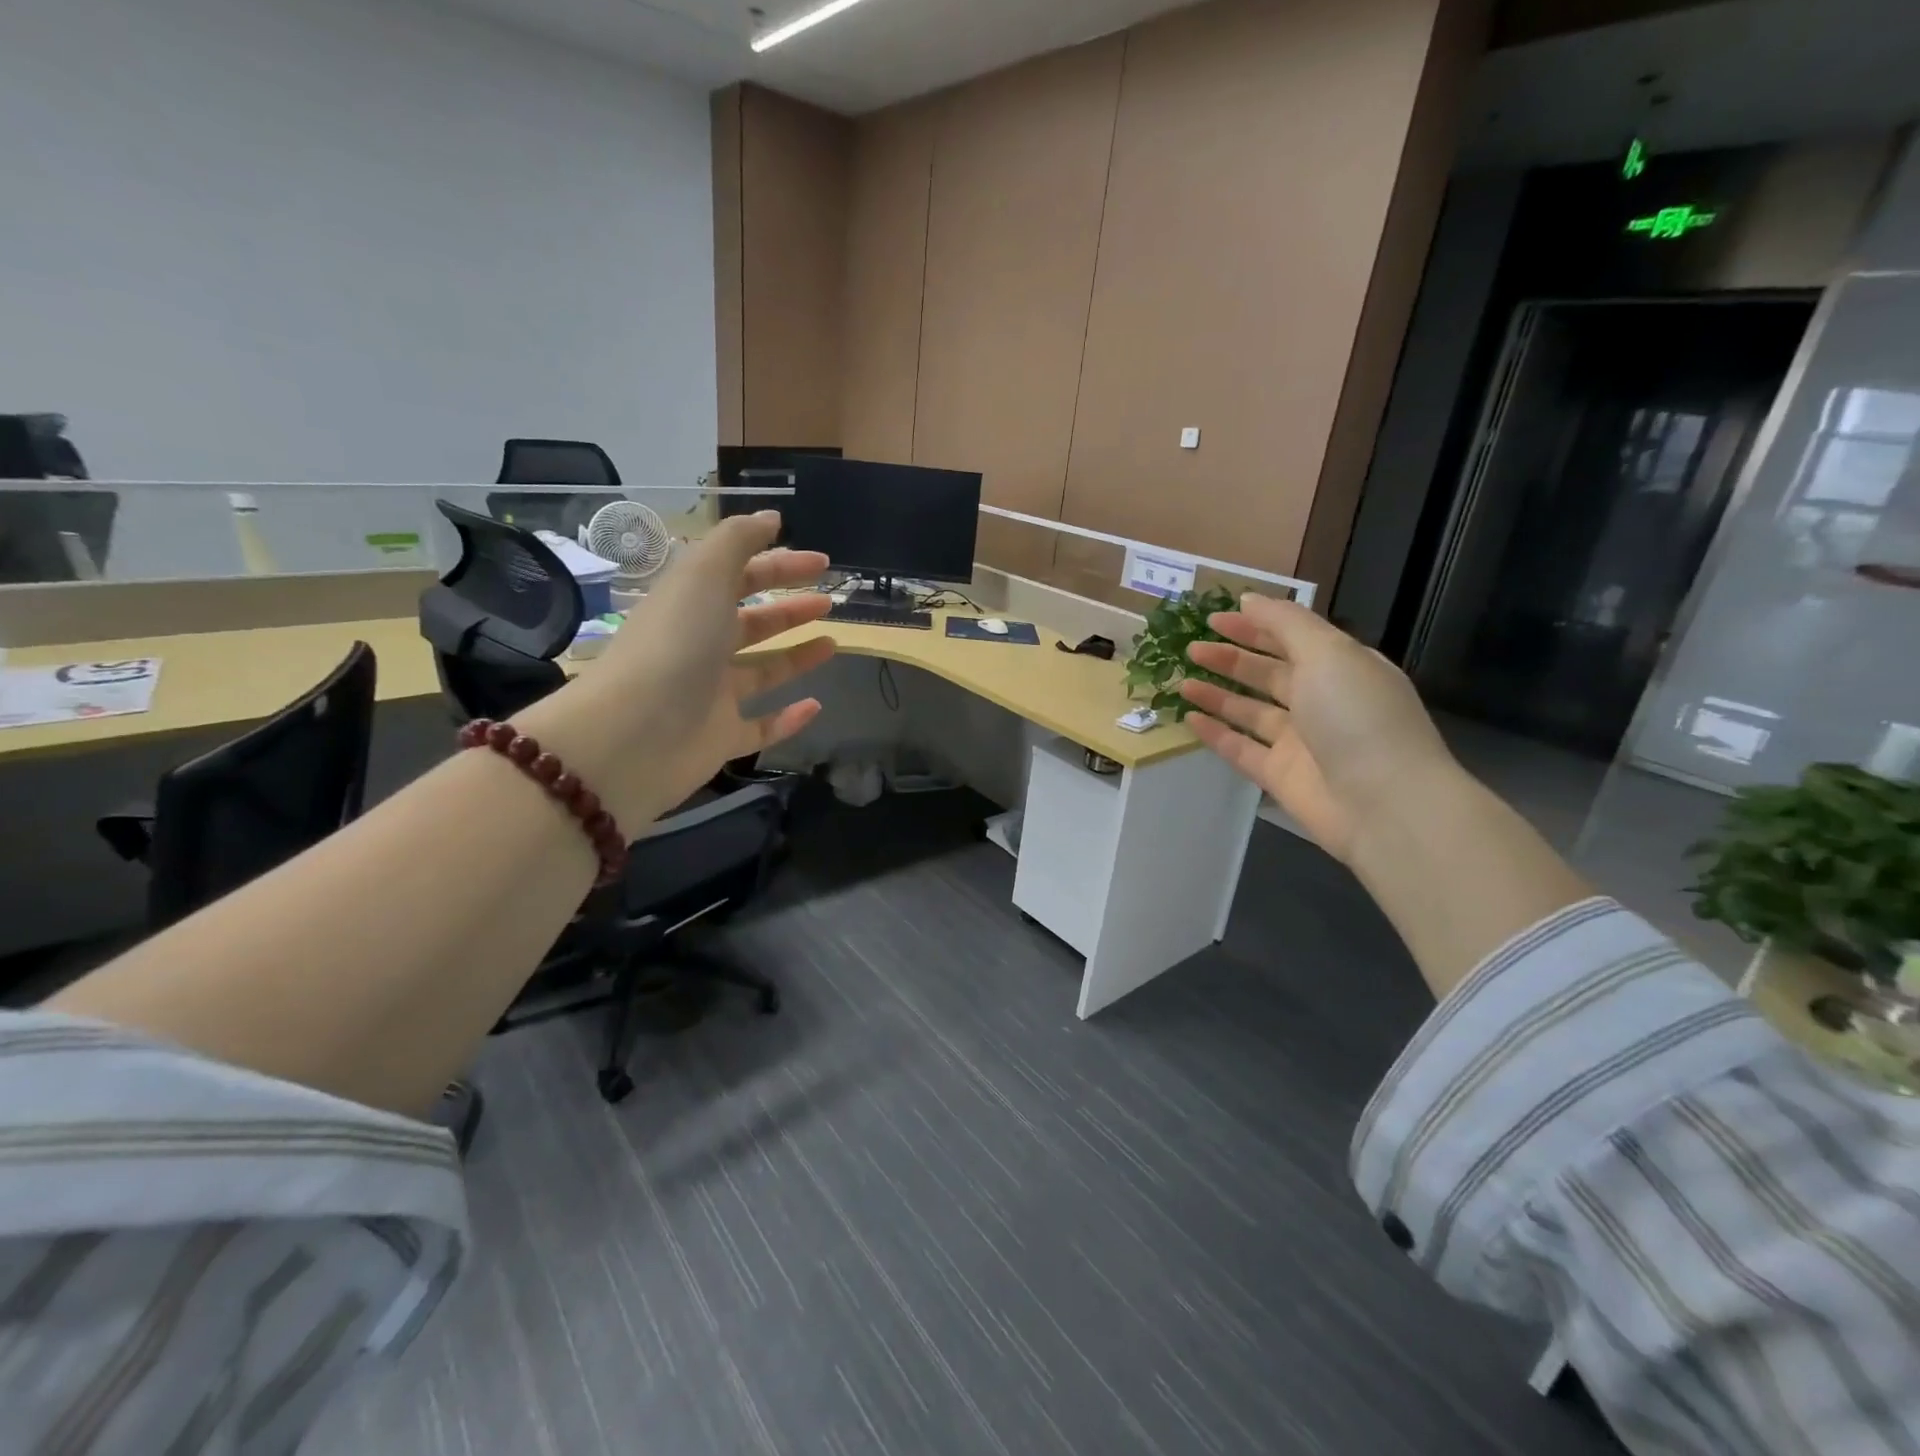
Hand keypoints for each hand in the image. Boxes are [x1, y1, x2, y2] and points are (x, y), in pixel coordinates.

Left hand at [515, 512, 834, 826]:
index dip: (780, 565)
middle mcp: (700, 647)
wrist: (633, 735)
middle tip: (829, 601)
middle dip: (790, 608)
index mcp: (692, 605)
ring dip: (795, 657)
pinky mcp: (720, 739)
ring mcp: (710, 696)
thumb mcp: (704, 575)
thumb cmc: (674, 645)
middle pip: (751, 622)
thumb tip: (771, 517)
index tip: (822, 564)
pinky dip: (788, 719)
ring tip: (833, 644)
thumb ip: (738, 541)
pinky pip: (761, 726)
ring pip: (760, 672)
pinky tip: (816, 706)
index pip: (740, 576)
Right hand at [1178, 595, 1457, 864]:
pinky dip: (1216, 734)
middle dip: (1230, 658)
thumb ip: (1285, 623)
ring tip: (1181, 681)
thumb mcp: (1327, 652)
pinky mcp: (1280, 776)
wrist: (1383, 803)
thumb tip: (1248, 600)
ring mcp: (1300, 741)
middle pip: (1268, 674)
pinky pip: (1241, 749)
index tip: (1213, 618)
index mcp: (1341, 667)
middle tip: (1190, 648)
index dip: (1254, 626)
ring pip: (1250, 711)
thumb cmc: (1357, 715)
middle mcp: (1321, 701)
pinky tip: (1190, 718)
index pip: (1292, 638)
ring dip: (1217, 694)